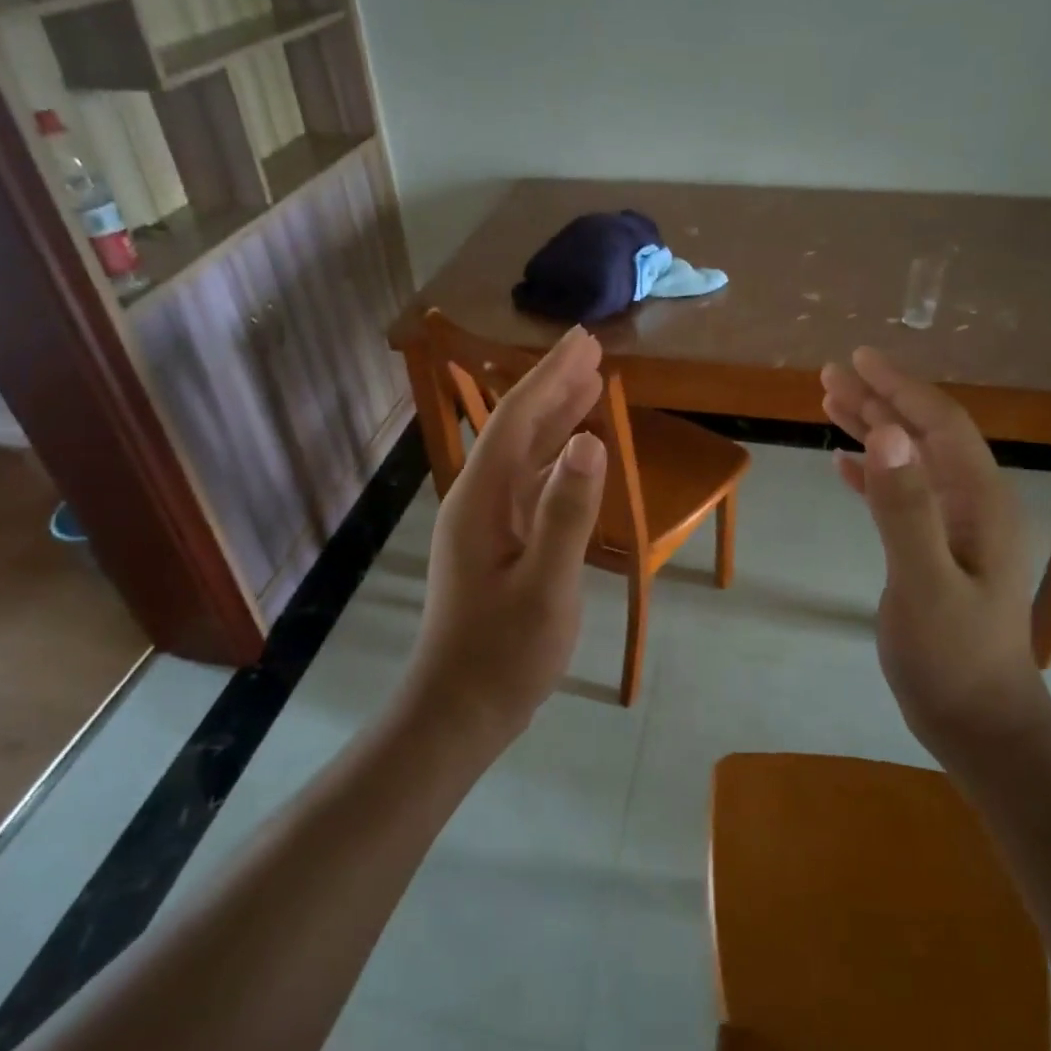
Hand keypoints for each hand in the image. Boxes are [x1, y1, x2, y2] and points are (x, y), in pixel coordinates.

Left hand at [409, 326, 608, 743]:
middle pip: (517, 427)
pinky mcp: (497, 542)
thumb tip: (590, 441)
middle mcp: (479, 498)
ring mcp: (486, 521)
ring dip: (555, 417)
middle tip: (592, 350)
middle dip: (553, 385)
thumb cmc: (503, 653)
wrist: (459, 709)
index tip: (585, 341)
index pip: (517, 418)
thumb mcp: (546, 586)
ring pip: (523, 454)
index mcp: (482, 498)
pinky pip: (528, 483)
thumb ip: (566, 512)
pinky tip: (573, 452)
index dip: (551, 376)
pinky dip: (554, 458)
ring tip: (589, 385)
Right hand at [821, 347, 1050, 759]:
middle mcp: (973, 505)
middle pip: (923, 435)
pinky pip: (902, 495)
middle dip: (879, 401)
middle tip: (831, 375)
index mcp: (979, 502)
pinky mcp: (935, 552)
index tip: (858, 359)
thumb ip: (905, 507)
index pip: (939, 425)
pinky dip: (873, 473)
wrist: (979, 724)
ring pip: (911, 462)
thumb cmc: (953, 657)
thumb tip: (886, 433)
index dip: (899, 388)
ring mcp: (956, 529)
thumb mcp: (924, 582)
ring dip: (874, 430)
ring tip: (832, 404)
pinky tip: (844, 465)